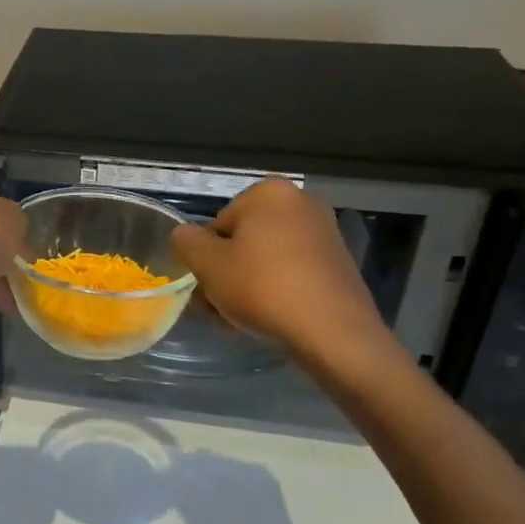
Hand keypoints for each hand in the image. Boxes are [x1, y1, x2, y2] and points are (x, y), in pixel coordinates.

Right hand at [171, 179, 399, 377]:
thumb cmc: (262, 287)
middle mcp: (300, 202)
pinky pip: (292, 272)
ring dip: (247, 284)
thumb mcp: (207, 264)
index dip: (206, 258)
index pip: (216, 225)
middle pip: (243, 240)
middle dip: (227, 272)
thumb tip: (186, 236)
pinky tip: (269, 318)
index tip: (207, 287)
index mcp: (268, 192)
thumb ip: (186, 241)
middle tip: (219, 307)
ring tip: (240, 319)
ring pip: (266, 259)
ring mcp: (324, 233)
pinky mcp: (338, 263)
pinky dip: (276, 290)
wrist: (332, 331)